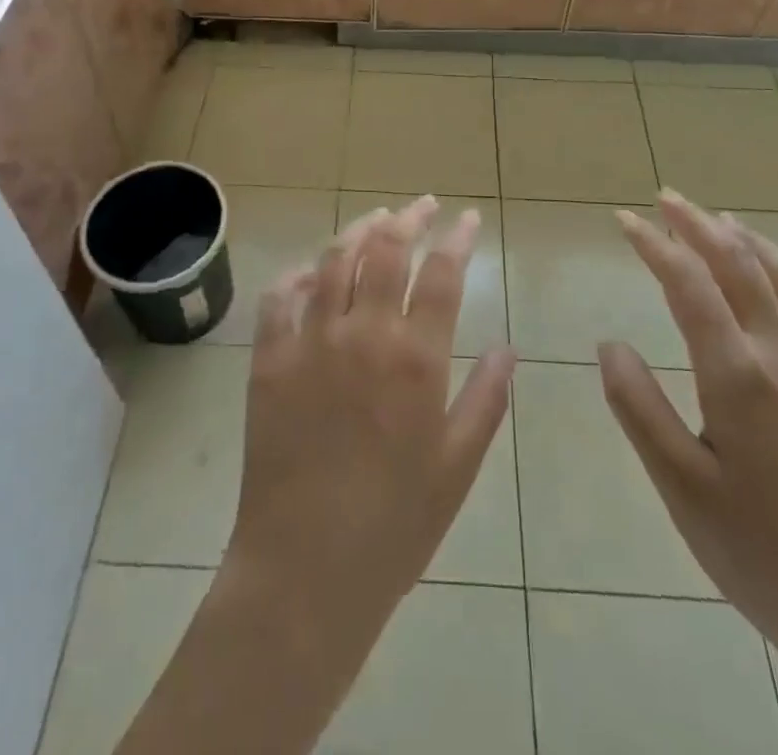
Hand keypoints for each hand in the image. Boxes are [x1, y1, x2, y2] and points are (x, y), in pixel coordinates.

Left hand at [118, 199, 514, 754]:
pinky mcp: (269, 358)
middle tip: (422, 207)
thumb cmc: (395, 524)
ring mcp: (310, 341)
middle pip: (386, 250)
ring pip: (334, 260)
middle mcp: (363, 334)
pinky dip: (298, 275)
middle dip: (409, 218)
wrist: (306, 570)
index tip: (466, 219)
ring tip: (376, 218)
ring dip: (358, 230)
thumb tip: (508, 346)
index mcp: (415, 358)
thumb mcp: (458, 466)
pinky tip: (312, 271)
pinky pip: (279, 297)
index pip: (441, 274)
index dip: (456, 238)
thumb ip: (486, 398)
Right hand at [599, 191, 777, 671]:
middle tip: (665, 197)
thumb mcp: (681, 487)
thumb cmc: (763, 554)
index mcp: (738, 375)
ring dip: (748, 240)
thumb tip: (609, 342)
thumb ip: (638, 406)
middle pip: (738, 264)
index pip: (688, 284)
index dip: (654, 244)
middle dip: (697, 224)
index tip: (624, 219)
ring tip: (720, 219)